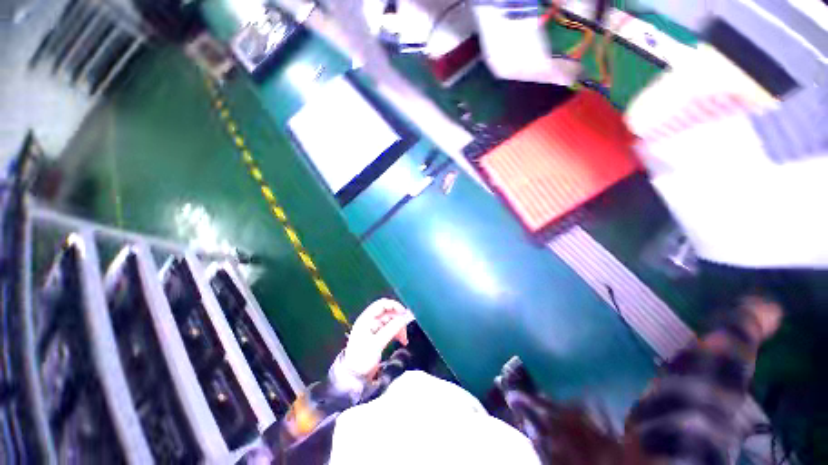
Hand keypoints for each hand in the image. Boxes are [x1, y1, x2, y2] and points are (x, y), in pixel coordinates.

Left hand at [341, 298, 414, 376]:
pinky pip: (390, 329)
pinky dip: (397, 332)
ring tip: (404, 338)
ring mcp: (374, 329)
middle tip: (406, 328)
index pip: (381, 304)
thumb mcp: (377, 344)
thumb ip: (391, 330)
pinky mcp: (378, 336)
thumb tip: (404, 319)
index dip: (393, 305)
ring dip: (399, 327)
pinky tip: (402, 340)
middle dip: (398, 318)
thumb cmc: (362, 359)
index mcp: (366, 319)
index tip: (404, 313)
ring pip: (391, 321)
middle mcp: (370, 321)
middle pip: (388, 312)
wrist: (353, 377)